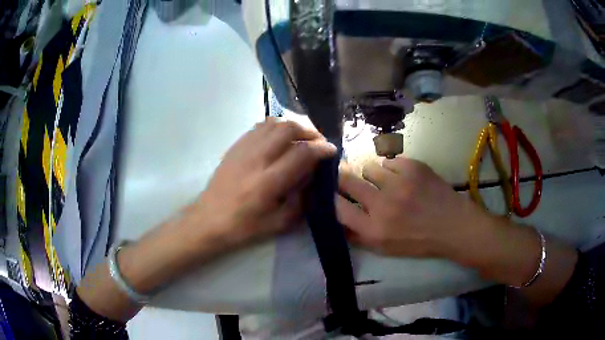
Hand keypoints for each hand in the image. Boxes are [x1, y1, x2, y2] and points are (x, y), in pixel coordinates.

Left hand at [184, 117, 336, 251]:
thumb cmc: (244, 227)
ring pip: (274, 123)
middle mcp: (256, 159)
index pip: (302, 153)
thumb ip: (301, 199)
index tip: (331, 150)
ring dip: (293, 126)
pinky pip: (259, 126)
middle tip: (318, 142)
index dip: (321, 148)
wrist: (208, 219)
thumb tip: (313, 176)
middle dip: (310, 132)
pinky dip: (275, 127)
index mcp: (268, 182)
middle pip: (288, 129)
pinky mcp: (235, 146)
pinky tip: (279, 138)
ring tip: (301, 138)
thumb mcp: (279, 223)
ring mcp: (243, 149)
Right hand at [336, 157, 490, 261]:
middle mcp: (382, 204)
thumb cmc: (418, 241)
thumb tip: (337, 219)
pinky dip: (394, 169)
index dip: (332, 197)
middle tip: (347, 177)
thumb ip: (358, 236)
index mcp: (374, 229)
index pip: (338, 206)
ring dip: (373, 175)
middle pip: (346, 179)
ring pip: (369, 166)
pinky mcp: (413, 167)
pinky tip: (405, 179)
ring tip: (386, 182)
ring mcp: (399, 182)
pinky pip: (390, 161)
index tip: (334, 193)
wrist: (452, 226)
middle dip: (342, 177)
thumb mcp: (385, 249)